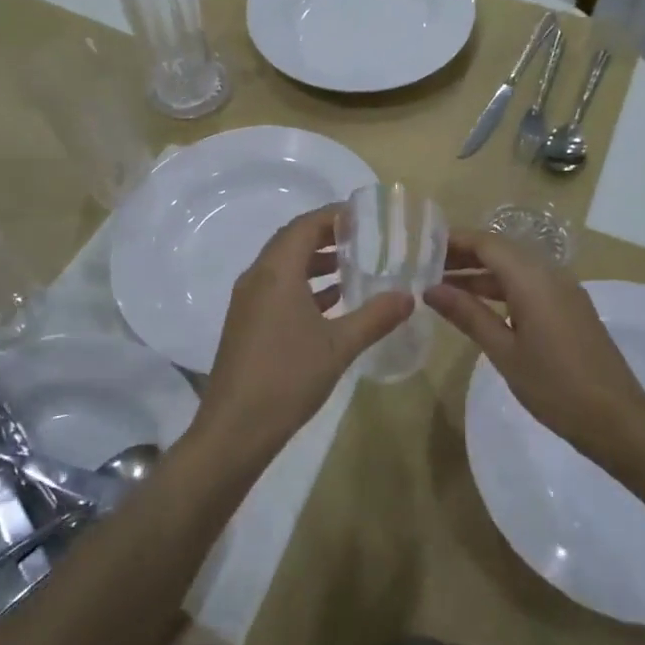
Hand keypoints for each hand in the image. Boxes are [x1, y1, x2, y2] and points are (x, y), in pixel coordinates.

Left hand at [199, 206, 413, 457]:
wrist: (235, 429)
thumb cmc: (287, 378)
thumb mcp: (339, 346)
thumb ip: (376, 317)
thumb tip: (409, 296)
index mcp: (276, 272)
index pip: (305, 226)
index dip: (334, 216)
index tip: (366, 215)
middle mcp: (257, 278)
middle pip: (292, 242)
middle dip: (327, 236)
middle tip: (365, 237)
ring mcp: (248, 302)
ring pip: (284, 267)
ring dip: (316, 262)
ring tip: (354, 266)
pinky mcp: (247, 323)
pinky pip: (278, 289)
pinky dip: (304, 286)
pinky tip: (332, 302)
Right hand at [424, 229, 644, 452]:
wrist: (615, 418)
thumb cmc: (554, 385)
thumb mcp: (504, 351)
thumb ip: (468, 314)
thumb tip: (431, 290)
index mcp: (533, 279)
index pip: (487, 243)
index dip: (454, 241)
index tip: (422, 248)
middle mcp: (550, 274)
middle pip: (501, 251)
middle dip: (464, 256)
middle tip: (426, 268)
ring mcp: (564, 290)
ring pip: (515, 268)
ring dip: (481, 274)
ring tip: (443, 287)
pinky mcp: (569, 308)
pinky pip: (529, 284)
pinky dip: (501, 288)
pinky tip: (479, 307)